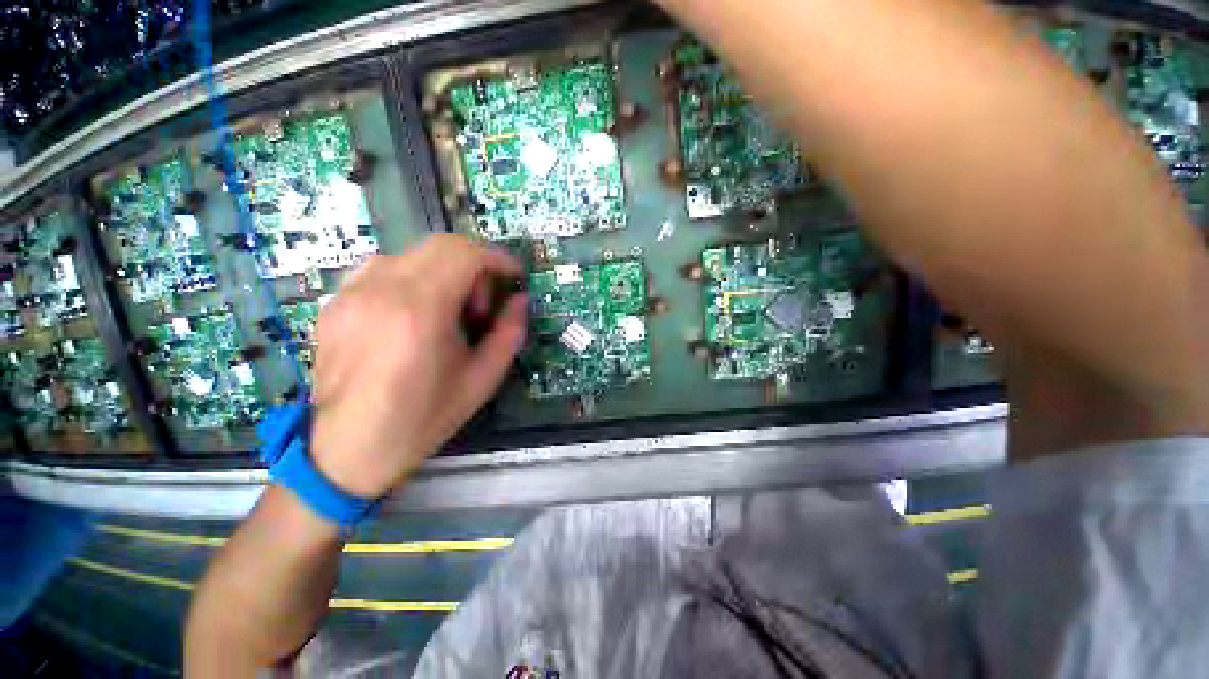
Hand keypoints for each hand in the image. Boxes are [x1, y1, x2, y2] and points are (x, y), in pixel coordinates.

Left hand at [308, 235, 526, 497]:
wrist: (346, 450)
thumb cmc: (422, 418)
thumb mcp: (482, 380)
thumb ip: (509, 333)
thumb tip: (520, 301)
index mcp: (419, 311)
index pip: (464, 254)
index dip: (498, 258)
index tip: (514, 276)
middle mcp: (380, 290)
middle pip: (440, 246)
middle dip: (475, 266)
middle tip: (482, 304)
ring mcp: (351, 293)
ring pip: (413, 254)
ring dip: (444, 271)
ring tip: (449, 311)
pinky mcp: (336, 302)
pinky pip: (384, 269)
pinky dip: (414, 279)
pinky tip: (416, 314)